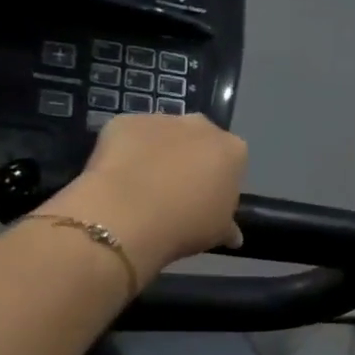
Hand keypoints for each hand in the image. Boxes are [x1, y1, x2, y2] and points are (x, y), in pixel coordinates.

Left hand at [39, 114, 247, 282]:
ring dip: (160, 154)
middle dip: (192, 159)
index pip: (233, 162)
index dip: (220, 181)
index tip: (208, 200)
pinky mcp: (124, 121)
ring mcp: (161, 120)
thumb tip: (233, 234)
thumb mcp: (219, 232)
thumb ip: (229, 226)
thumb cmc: (187, 223)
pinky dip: (127, 152)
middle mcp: (202, 126)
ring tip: (145, 186)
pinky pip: (131, 136)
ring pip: (165, 136)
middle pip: (201, 140)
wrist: (127, 215)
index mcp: (233, 150)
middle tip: (178, 191)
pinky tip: (121, 178)